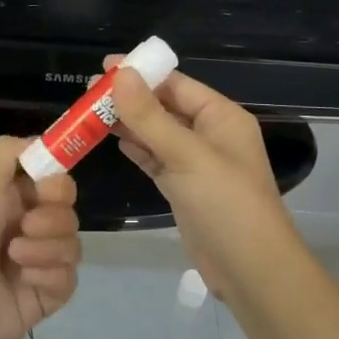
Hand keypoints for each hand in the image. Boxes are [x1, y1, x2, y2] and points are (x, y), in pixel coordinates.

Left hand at [0, 136, 80, 338]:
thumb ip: (11, 150)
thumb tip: (43, 144)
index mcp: (7, 197)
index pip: (54, 181)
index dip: (58, 182)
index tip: (47, 188)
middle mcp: (23, 227)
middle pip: (68, 211)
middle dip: (52, 216)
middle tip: (26, 225)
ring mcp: (34, 264)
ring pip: (71, 244)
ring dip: (47, 246)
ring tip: (14, 256)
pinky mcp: (42, 297)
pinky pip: (68, 278)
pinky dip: (49, 274)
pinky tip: (23, 279)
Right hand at [108, 60, 306, 301]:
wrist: (250, 270)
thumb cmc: (226, 204)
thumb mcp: (187, 155)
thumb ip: (151, 116)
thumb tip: (121, 74)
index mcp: (221, 117)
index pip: (177, 84)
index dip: (142, 73)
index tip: (103, 68)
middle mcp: (210, 134)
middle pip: (165, 107)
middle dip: (130, 99)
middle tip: (88, 93)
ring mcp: (197, 163)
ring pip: (157, 134)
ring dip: (129, 124)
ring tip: (89, 114)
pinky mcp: (184, 188)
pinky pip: (156, 159)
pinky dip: (137, 149)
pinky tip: (113, 141)